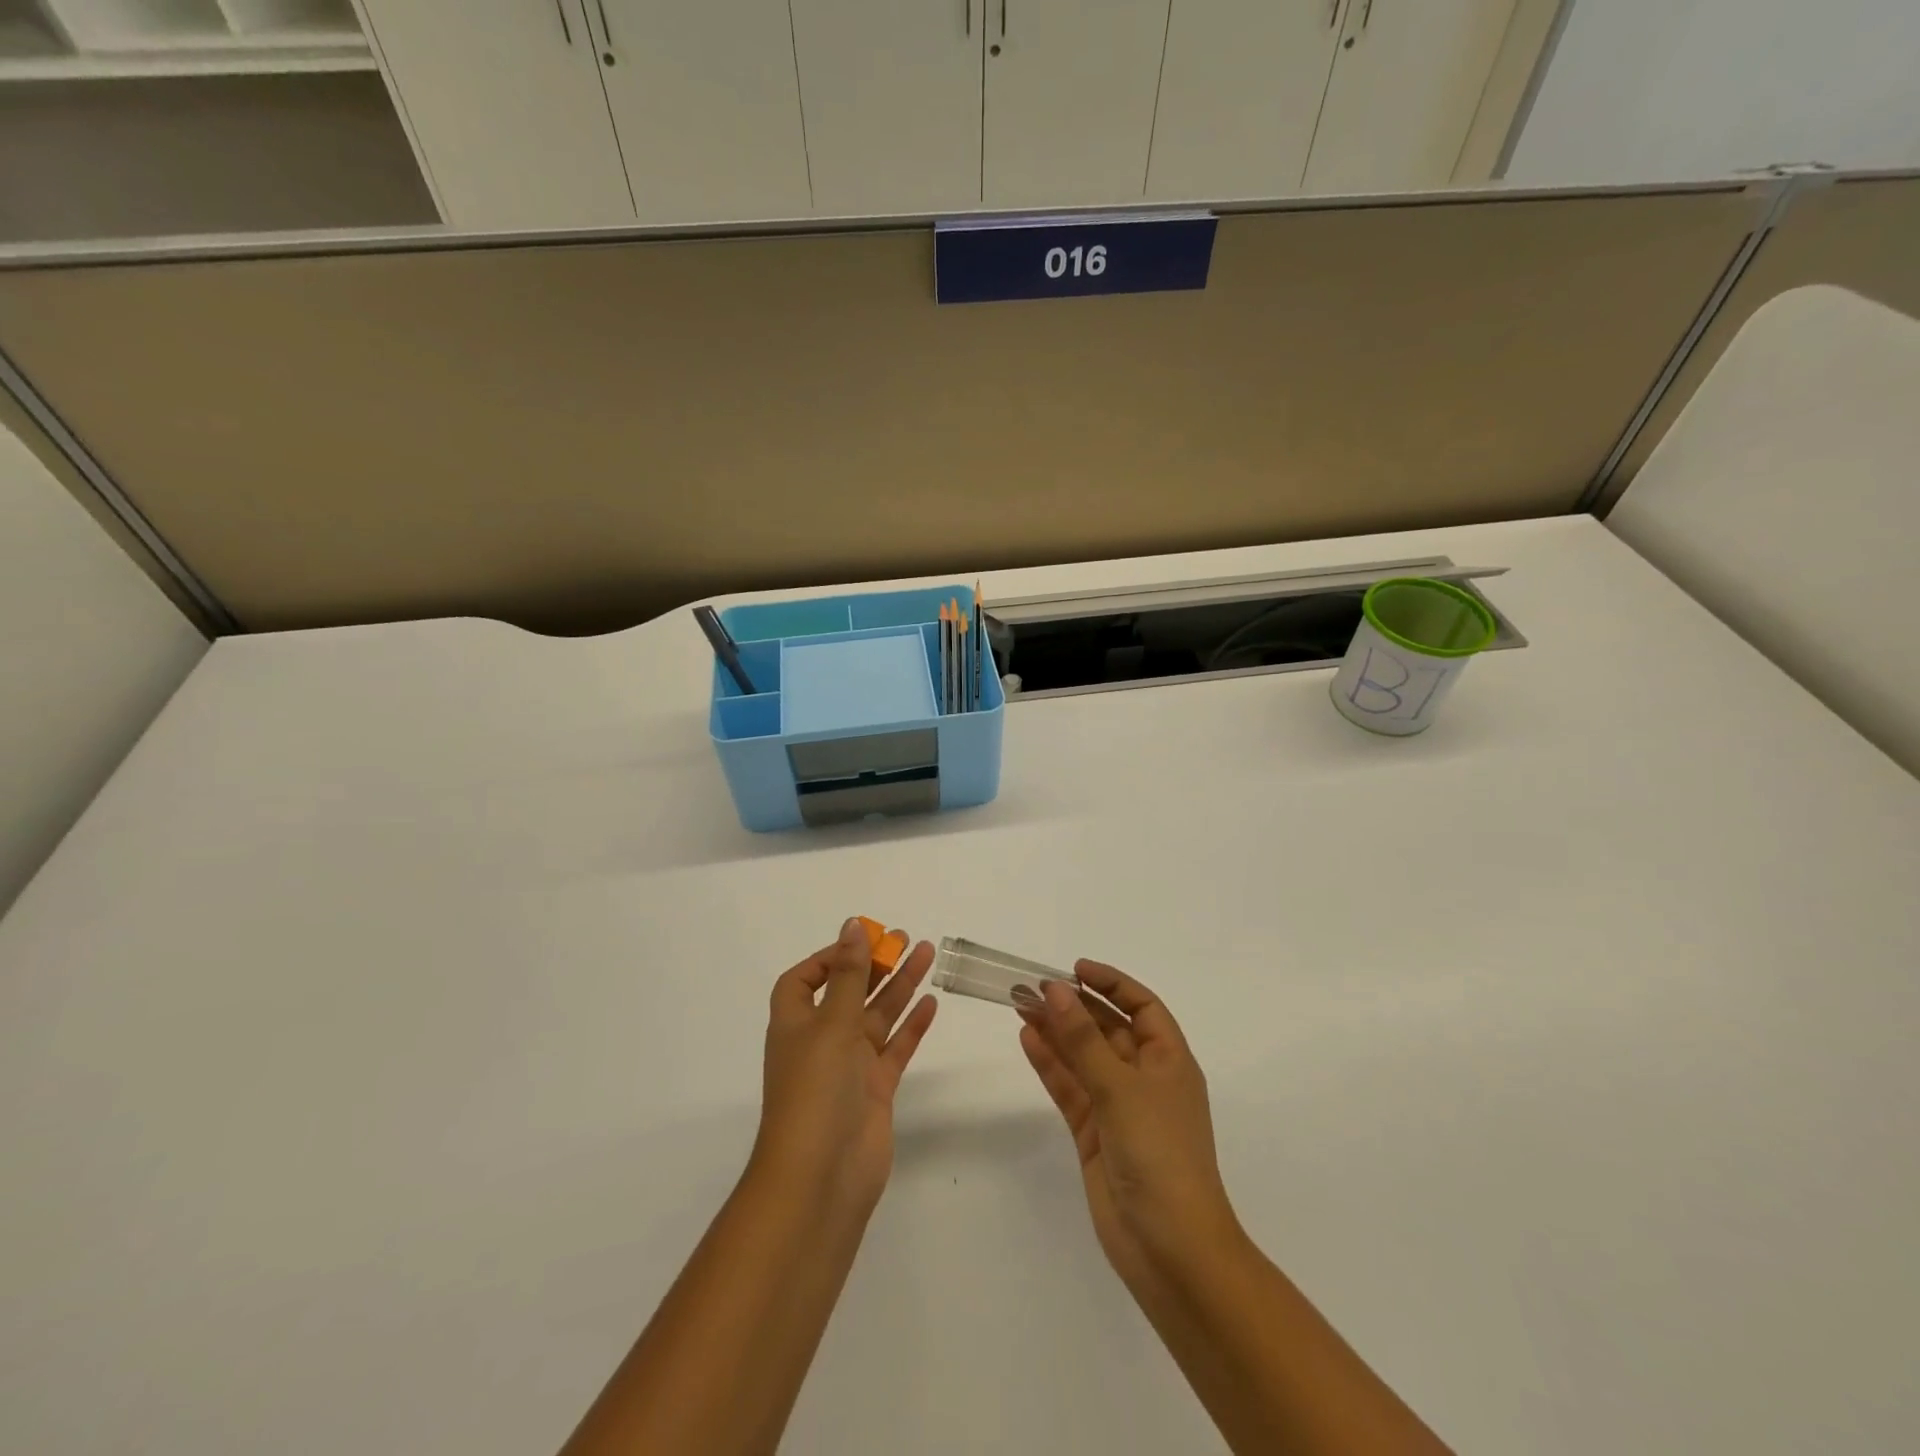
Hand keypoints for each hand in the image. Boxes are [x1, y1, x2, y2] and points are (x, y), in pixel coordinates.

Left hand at [752, 919, 938, 1220]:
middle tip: (905, 938)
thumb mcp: (831, 1024)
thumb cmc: (815, 1092)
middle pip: (849, 992)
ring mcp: (850, 1066)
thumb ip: (849, 975)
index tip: (861, 942)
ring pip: (878, 1016)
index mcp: (796, 1023)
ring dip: (900, 986)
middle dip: (873, 965)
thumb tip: (852, 926)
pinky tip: (931, 1003)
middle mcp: (821, 1040)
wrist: (821, 1179)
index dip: (829, 958)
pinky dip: (912, 1026)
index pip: (804, 980)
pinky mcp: (875, 1089)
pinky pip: (896, 1048)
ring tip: (928, 954)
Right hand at [1019, 962, 1242, 1293]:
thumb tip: (1056, 990)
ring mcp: (1119, 1107)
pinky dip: (1050, 1064)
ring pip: (1083, 1057)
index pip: (1142, 1006)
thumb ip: (1084, 1040)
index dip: (1112, 983)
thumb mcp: (1122, 1089)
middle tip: (1032, 987)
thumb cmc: (1160, 1155)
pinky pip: (1070, 1088)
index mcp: (1170, 1061)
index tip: (1075, 970)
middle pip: (1107, 1029)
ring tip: (1020, 1005)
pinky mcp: (1095, 1134)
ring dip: (1056, 1031)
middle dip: (1074, 1007)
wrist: (1171, 1250)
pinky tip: (1028, 1040)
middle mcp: (1145, 1078)